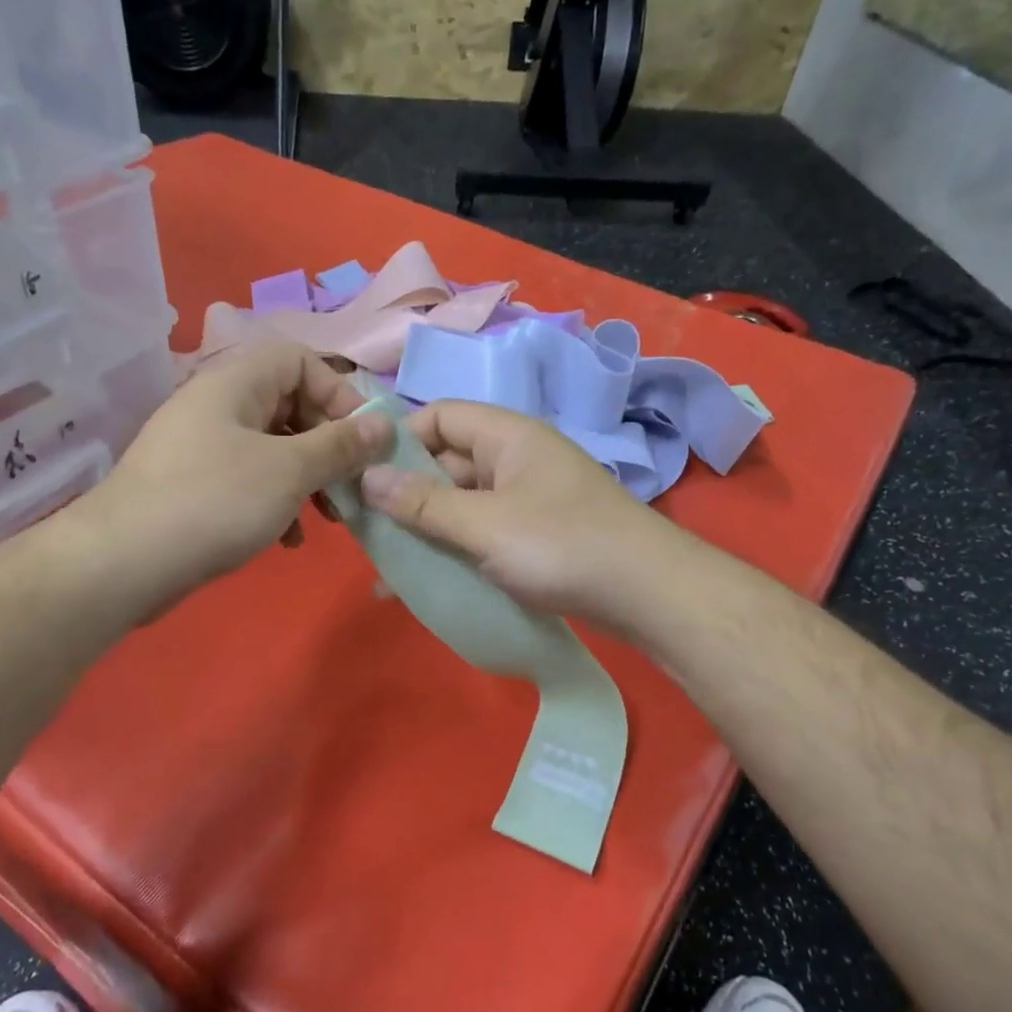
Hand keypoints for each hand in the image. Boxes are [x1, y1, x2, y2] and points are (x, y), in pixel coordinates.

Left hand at [80, 343, 391, 609]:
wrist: (124, 562)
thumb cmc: (215, 501)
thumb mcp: (289, 471)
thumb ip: (340, 446)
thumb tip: (385, 424)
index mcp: (236, 383)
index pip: (300, 360)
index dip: (338, 393)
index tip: (363, 439)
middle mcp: (217, 405)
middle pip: (290, 405)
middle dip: (328, 445)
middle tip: (352, 484)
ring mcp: (203, 447)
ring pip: (274, 448)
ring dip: (308, 479)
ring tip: (327, 517)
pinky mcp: (195, 486)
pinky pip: (250, 480)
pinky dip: (277, 502)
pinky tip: (288, 539)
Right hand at [358, 400, 676, 626]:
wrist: (648, 595)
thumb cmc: (563, 546)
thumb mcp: (485, 526)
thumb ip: (424, 504)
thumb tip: (365, 478)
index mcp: (507, 436)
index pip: (439, 416)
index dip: (398, 440)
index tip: (363, 477)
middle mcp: (516, 459)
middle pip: (446, 462)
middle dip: (405, 492)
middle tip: (366, 529)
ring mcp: (527, 499)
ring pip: (462, 503)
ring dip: (426, 528)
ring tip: (386, 562)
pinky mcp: (534, 536)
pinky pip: (482, 532)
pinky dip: (454, 550)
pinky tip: (424, 582)